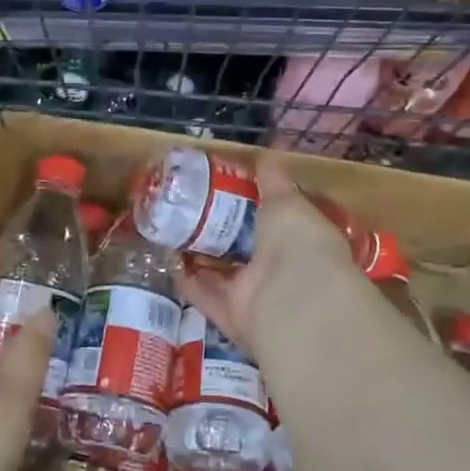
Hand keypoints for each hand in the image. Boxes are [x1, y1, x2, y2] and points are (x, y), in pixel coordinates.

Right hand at [180, 154, 367, 358]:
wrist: (292, 299)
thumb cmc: (298, 241)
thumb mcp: (287, 201)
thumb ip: (274, 180)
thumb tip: (267, 155)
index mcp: (302, 241)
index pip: (279, 222)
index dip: (257, 206)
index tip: (232, 188)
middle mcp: (281, 271)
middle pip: (247, 250)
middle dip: (224, 232)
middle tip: (193, 207)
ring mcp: (256, 296)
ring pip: (224, 274)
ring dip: (202, 256)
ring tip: (174, 230)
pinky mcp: (230, 315)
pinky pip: (204, 295)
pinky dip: (187, 280)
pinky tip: (167, 259)